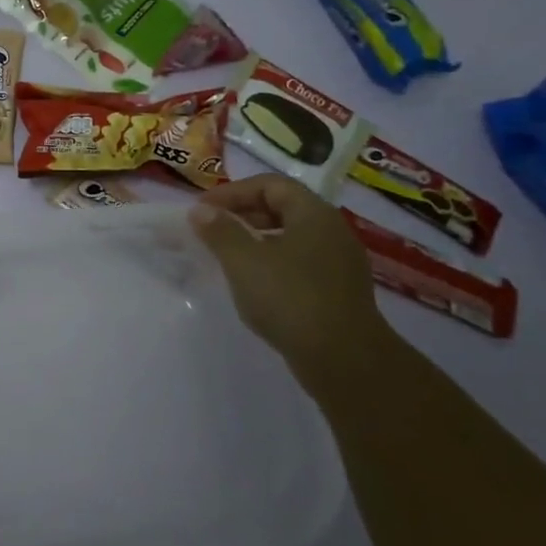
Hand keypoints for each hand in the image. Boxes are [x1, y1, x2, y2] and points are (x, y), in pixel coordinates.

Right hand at [190, 174, 390, 371]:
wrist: (344, 360)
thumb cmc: (290, 299)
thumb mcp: (244, 261)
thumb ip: (220, 231)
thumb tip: (201, 211)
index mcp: (313, 214)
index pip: (270, 184)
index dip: (232, 192)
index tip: (202, 210)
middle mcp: (332, 231)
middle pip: (283, 207)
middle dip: (243, 214)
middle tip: (210, 229)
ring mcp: (339, 263)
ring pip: (291, 237)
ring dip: (256, 240)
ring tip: (226, 256)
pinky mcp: (339, 291)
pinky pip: (300, 262)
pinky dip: (272, 262)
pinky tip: (253, 284)